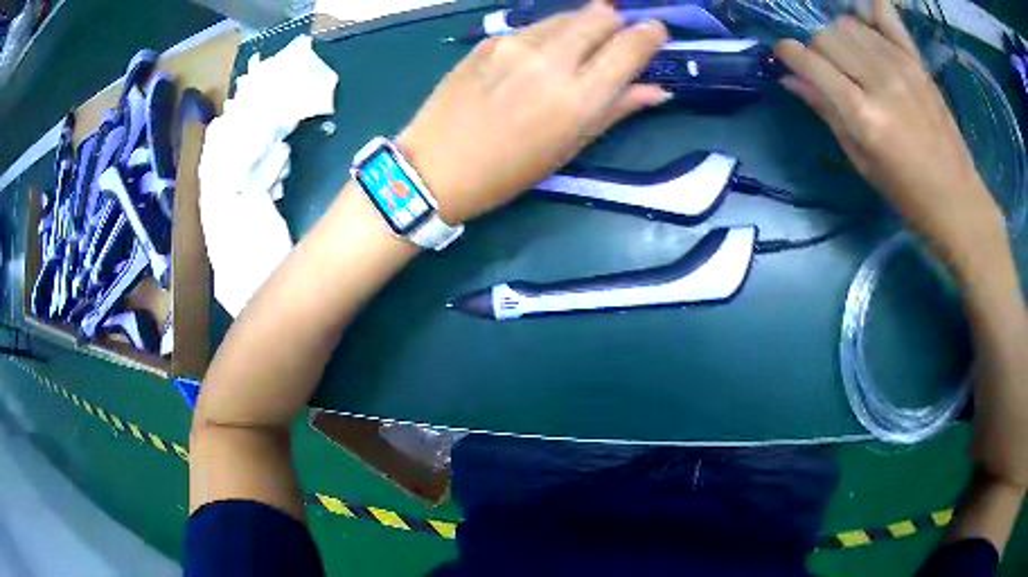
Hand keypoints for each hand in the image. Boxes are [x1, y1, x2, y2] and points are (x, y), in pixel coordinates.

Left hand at [397, 0, 669, 224]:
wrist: (434, 167)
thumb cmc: (508, 172)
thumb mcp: (569, 148)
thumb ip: (615, 110)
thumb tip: (657, 90)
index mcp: (578, 97)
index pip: (630, 45)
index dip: (650, 34)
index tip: (655, 33)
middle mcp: (551, 59)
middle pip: (600, 14)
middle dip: (615, 22)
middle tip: (612, 41)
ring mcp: (515, 44)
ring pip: (566, 15)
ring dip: (580, 26)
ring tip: (573, 51)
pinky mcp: (488, 40)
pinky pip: (532, 26)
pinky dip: (546, 35)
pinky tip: (534, 59)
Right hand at [774, 0, 1004, 264]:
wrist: (956, 198)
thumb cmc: (907, 193)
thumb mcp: (862, 162)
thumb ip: (828, 113)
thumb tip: (790, 80)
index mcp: (863, 115)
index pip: (810, 61)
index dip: (789, 54)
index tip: (786, 57)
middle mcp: (879, 80)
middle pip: (826, 36)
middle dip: (817, 49)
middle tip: (828, 70)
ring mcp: (900, 65)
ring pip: (848, 24)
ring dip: (840, 36)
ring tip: (851, 58)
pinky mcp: (916, 61)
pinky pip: (885, 14)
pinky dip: (870, 10)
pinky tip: (866, 20)